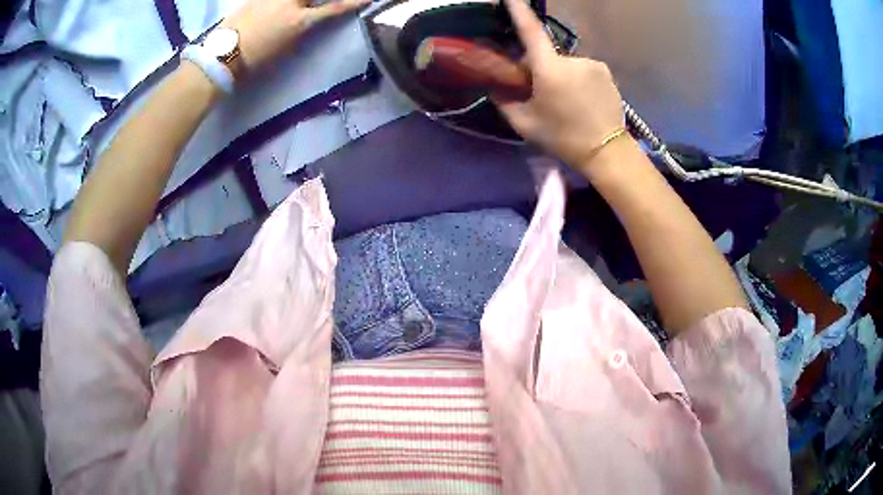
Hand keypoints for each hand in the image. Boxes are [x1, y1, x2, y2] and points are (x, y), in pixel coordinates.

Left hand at [221, 0, 368, 74]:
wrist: (222, 57)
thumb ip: (303, 28)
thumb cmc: (254, 60)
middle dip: (326, 0)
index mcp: (299, 21)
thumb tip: (312, 18)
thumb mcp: (286, 47)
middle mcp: (290, 2)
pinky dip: (283, 3)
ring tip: (297, 9)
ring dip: (299, 3)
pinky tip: (279, 6)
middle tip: (312, 12)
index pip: (334, 8)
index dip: (353, 2)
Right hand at [494, 0, 624, 168]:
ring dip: (560, 75)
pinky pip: (583, 69)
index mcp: (550, 69)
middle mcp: (572, 59)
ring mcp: (593, 64)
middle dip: (539, 67)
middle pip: (546, 55)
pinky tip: (582, 100)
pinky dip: (577, 79)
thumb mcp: (524, 124)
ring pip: (566, 64)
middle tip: (539, 92)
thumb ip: (504, 102)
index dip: (519, 10)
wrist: (607, 152)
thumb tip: (495, 87)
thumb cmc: (563, 138)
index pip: (530, 31)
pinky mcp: (606, 72)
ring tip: (565, 102)